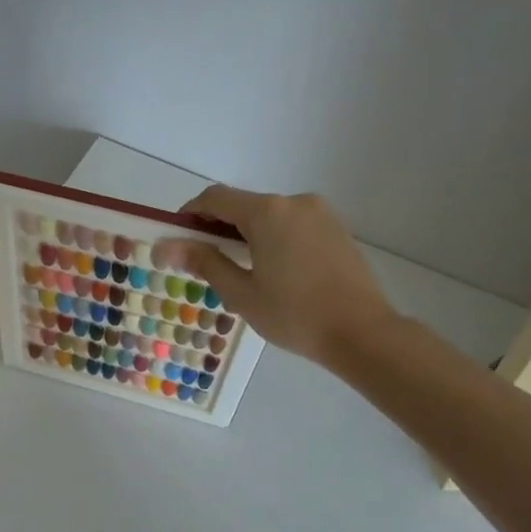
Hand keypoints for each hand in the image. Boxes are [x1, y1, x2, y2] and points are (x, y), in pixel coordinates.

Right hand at [158, 186, 399, 368]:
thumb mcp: (241, 293)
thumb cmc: (295, 315)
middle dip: (220, 226)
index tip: (178, 236)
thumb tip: (166, 246)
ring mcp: (320, 213)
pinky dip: (275, 237)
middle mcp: (294, 202)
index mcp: (267, 212)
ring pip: (270, 215)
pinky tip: (275, 270)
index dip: (191, 212)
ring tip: (243, 270)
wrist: (364, 333)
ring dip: (248, 232)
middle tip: (206, 261)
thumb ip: (204, 262)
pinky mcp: (337, 228)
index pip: (215, 198)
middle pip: (244, 205)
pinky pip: (294, 224)